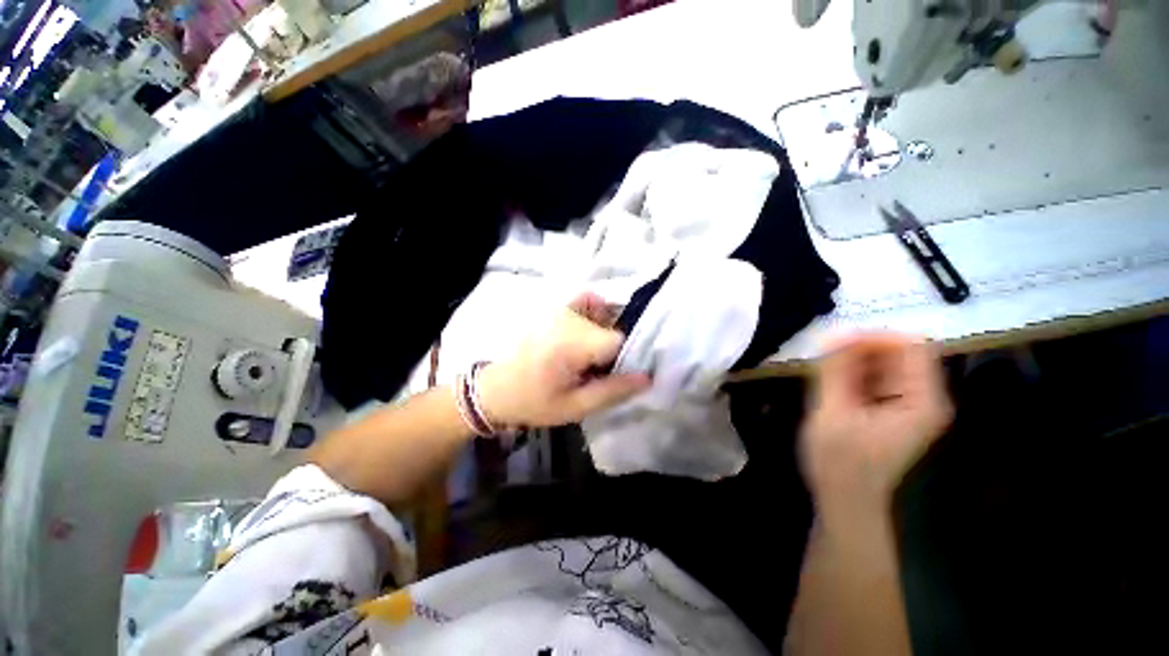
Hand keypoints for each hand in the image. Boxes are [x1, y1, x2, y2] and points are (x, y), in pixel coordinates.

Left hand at [477, 293, 650, 428]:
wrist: (496, 389)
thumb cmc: (534, 401)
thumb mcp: (576, 407)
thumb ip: (613, 391)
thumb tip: (648, 377)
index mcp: (571, 343)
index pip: (618, 341)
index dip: (621, 361)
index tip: (609, 376)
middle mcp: (567, 317)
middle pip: (611, 327)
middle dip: (610, 350)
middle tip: (593, 371)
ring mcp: (559, 307)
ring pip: (602, 314)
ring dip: (602, 333)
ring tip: (586, 356)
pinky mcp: (553, 307)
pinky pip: (586, 300)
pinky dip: (594, 312)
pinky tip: (584, 334)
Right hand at [800, 334, 951, 506]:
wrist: (846, 497)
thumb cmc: (839, 461)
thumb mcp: (832, 412)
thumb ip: (837, 372)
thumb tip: (836, 334)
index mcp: (921, 401)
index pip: (911, 346)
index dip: (873, 337)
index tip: (834, 342)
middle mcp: (925, 397)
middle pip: (900, 352)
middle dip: (860, 350)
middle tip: (824, 359)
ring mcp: (911, 403)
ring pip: (886, 363)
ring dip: (853, 361)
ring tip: (825, 376)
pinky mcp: (894, 408)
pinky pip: (877, 377)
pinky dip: (853, 373)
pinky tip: (833, 387)